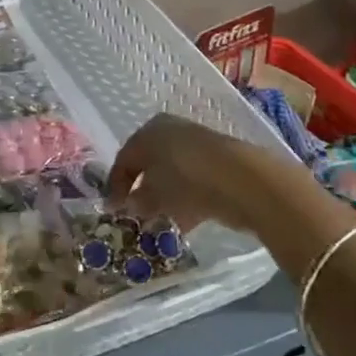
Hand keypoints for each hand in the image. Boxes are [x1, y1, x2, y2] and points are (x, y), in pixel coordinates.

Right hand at [106, 113, 308, 233]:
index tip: (112, 210)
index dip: (115, 186)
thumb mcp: (153, 194)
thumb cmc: (185, 180)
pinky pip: (192, 182)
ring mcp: (196, 145)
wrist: (242, 179)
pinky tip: (184, 222)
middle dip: (140, 190)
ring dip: (163, 198)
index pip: (124, 158)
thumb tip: (128, 205)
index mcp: (147, 131)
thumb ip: (137, 201)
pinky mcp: (218, 162)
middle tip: (135, 215)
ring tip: (159, 224)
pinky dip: (185, 200)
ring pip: (171, 174)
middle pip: (148, 164)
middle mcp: (169, 131)